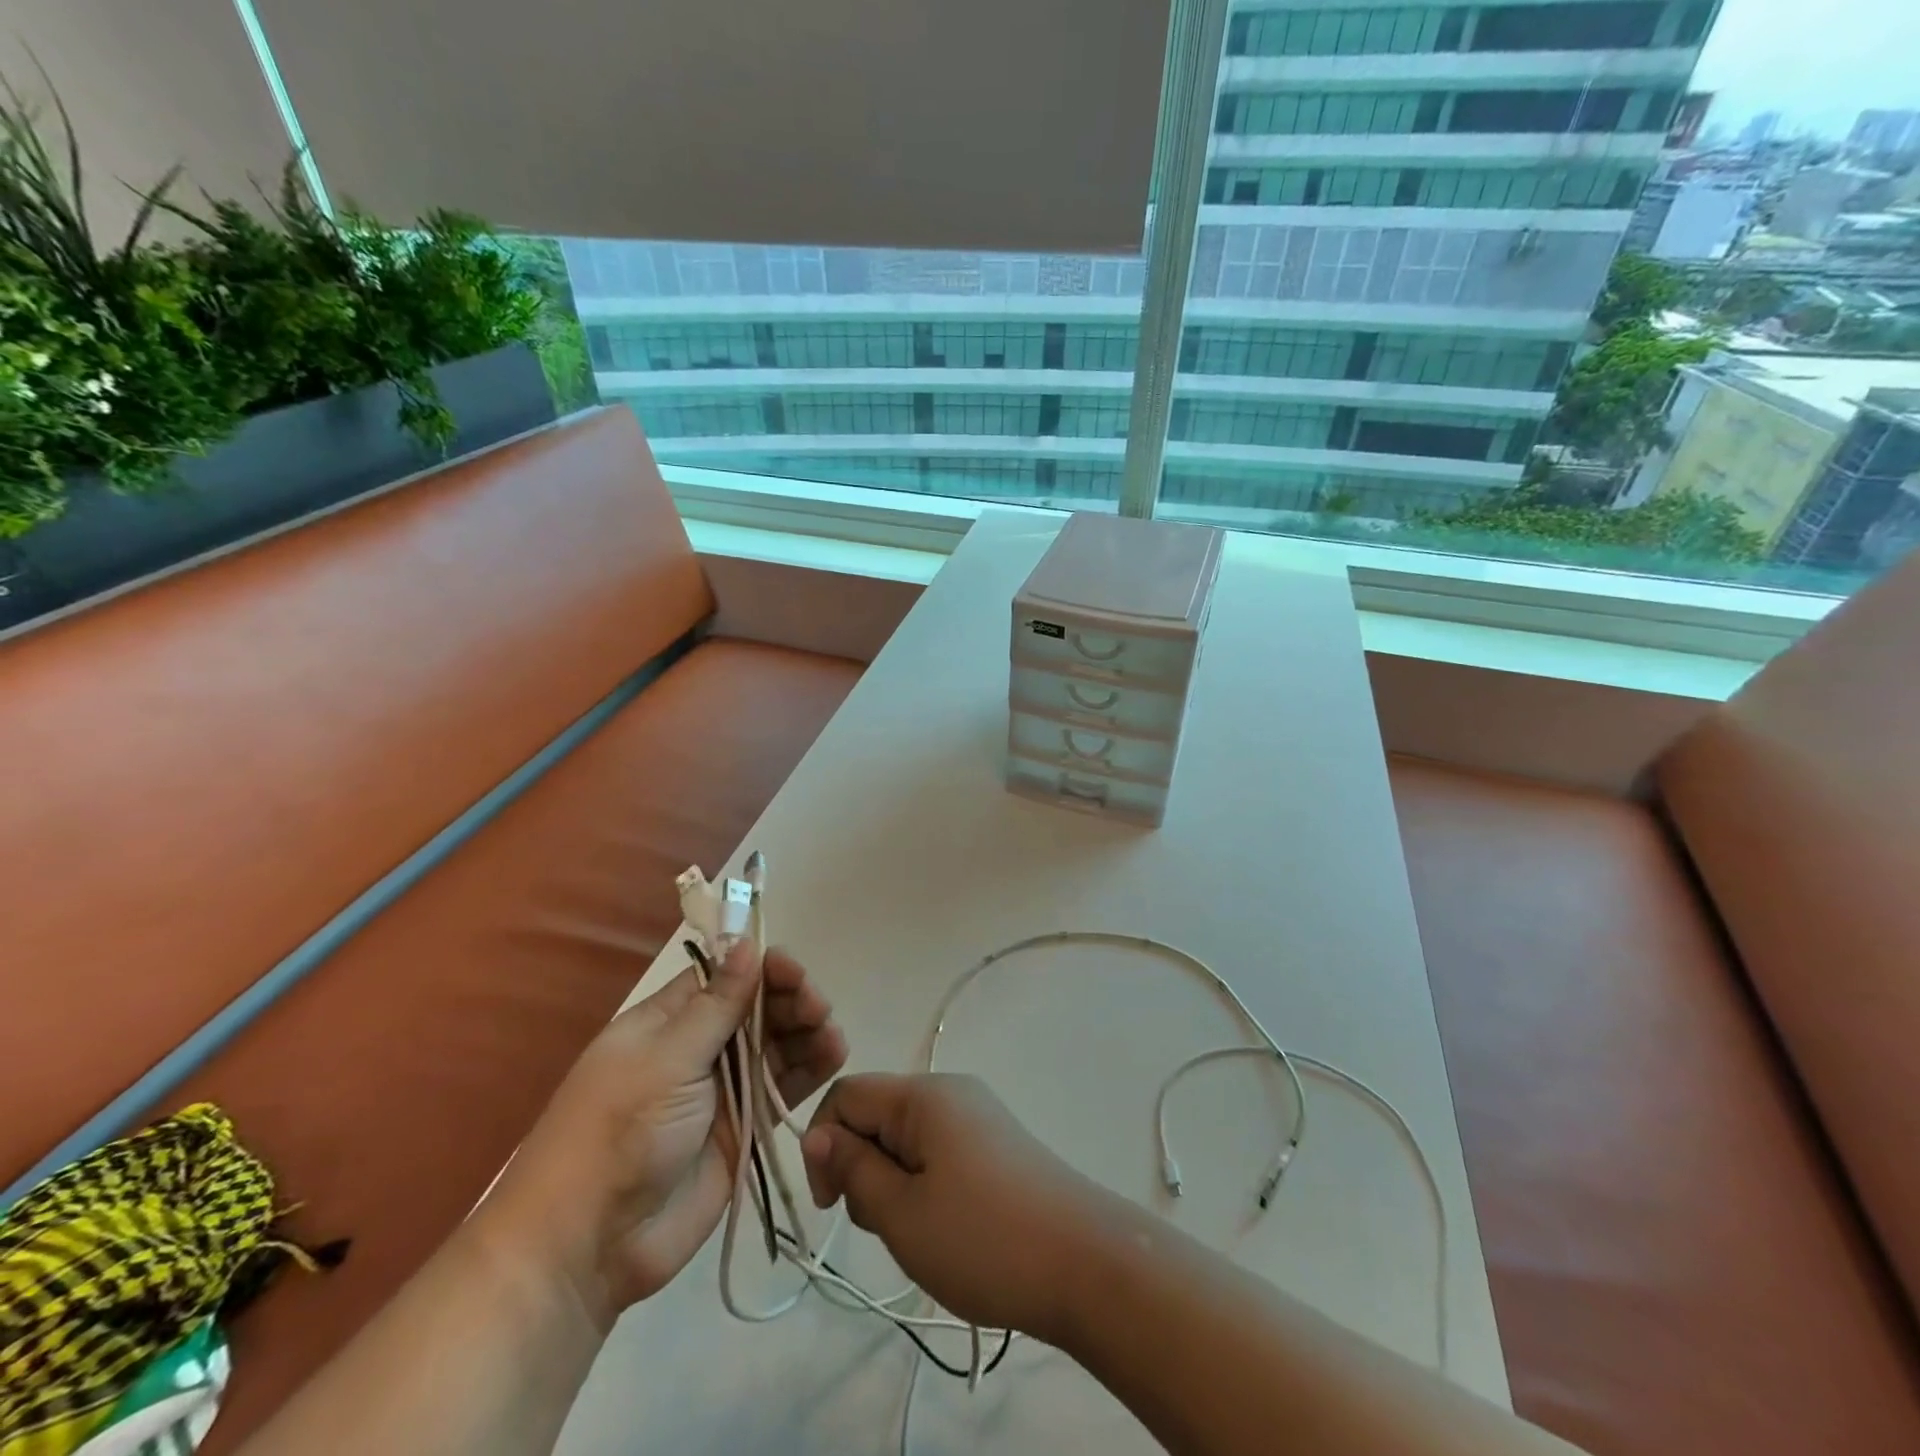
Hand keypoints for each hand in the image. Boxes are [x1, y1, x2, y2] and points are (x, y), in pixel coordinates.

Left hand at [483, 943, 846, 1326]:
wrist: (589, 1246)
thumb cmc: (619, 1132)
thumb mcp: (667, 1059)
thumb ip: (716, 1005)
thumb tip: (743, 942)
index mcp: (668, 1023)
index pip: (723, 977)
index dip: (760, 968)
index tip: (791, 970)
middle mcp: (698, 1049)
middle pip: (756, 1009)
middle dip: (789, 1000)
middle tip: (816, 1007)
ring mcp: (723, 1090)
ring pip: (776, 1045)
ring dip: (806, 1031)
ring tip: (829, 1032)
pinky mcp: (743, 1128)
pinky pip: (783, 1087)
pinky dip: (810, 1069)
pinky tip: (834, 1054)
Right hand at [800, 1073, 1114, 1343]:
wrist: (1086, 1264)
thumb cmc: (983, 1238)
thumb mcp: (901, 1212)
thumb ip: (853, 1168)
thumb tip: (816, 1134)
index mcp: (925, 1094)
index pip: (846, 1093)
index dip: (824, 1144)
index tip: (831, 1207)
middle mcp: (952, 1091)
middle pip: (878, 1114)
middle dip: (863, 1167)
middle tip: (887, 1226)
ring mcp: (979, 1115)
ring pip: (907, 1138)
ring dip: (895, 1183)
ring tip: (923, 1234)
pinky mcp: (997, 1143)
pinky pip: (939, 1151)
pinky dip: (926, 1185)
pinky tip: (949, 1228)